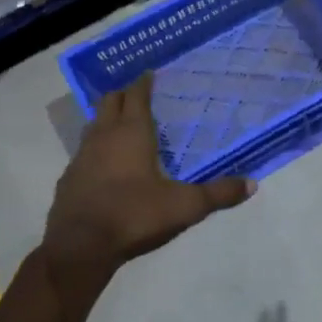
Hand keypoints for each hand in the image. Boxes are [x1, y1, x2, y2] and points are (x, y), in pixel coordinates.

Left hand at [42, 75, 254, 289]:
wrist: (80, 247)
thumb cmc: (135, 215)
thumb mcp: (185, 206)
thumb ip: (218, 194)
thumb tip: (252, 185)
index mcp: (132, 133)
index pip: (136, 94)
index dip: (144, 82)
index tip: (152, 74)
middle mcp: (104, 136)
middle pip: (110, 101)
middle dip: (124, 94)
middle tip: (140, 95)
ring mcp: (81, 156)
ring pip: (93, 125)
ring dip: (108, 120)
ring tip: (125, 126)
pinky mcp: (69, 178)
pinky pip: (84, 152)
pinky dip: (96, 149)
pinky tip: (107, 166)